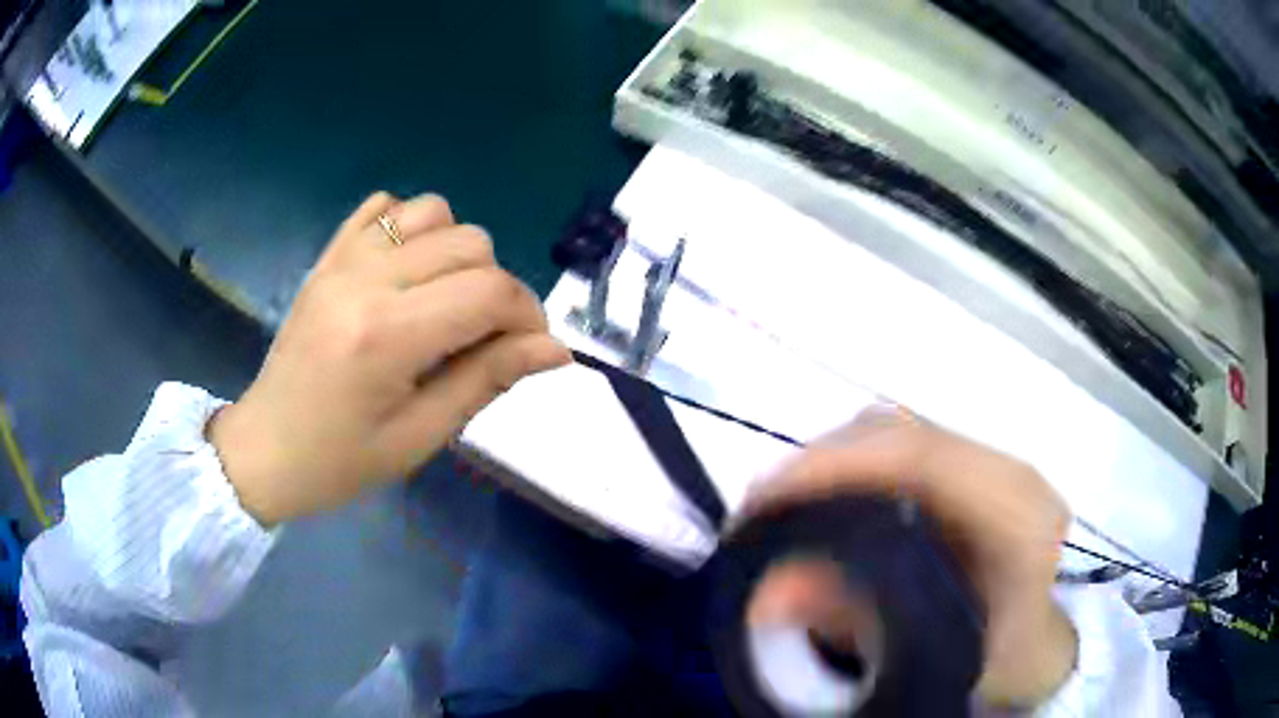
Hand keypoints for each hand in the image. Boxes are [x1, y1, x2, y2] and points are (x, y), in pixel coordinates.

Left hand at [208, 192, 569, 524]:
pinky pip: (384, 207)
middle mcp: (365, 280)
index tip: (531, 347)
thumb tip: (555, 349)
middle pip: (469, 243)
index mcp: (387, 336)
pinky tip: (407, 270)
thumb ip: (487, 380)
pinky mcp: (328, 256)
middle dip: (497, 287)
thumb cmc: (341, 461)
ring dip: (457, 250)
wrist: (266, 449)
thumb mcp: (420, 436)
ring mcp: (341, 260)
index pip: (489, 292)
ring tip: (445, 298)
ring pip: (432, 211)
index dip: (528, 314)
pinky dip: (411, 226)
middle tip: (484, 336)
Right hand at [742, 407, 1076, 707]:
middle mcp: (1007, 469)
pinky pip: (902, 448)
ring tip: (779, 504)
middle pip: (902, 433)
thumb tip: (767, 593)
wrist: (1035, 645)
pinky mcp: (973, 468)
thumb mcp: (934, 653)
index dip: (835, 466)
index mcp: (1017, 511)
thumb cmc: (998, 656)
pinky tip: (821, 500)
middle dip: (818, 463)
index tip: (765, 497)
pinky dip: (850, 468)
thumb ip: (860, 624)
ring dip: (830, 462)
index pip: (922, 458)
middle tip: (758, 507)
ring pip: (897, 432)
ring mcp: (991, 462)